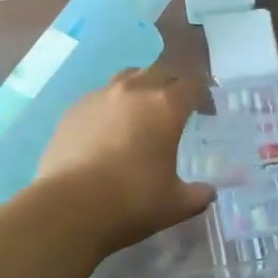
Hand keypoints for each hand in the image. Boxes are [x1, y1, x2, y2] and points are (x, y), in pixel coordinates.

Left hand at [36, 64, 213, 254]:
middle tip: (176, 107)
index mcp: (165, 106)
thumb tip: (208, 192)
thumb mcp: (175, 205)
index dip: (203, 95)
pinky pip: (100, 96)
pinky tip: (107, 129)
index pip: (193, 85)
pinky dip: (111, 106)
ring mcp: (101, 95)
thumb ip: (197, 195)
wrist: (69, 206)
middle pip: (160, 71)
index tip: (207, 111)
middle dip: (173, 85)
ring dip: (141, 87)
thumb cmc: (131, 201)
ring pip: (128, 77)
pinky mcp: (74, 108)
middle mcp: (134, 90)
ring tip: (141, 111)